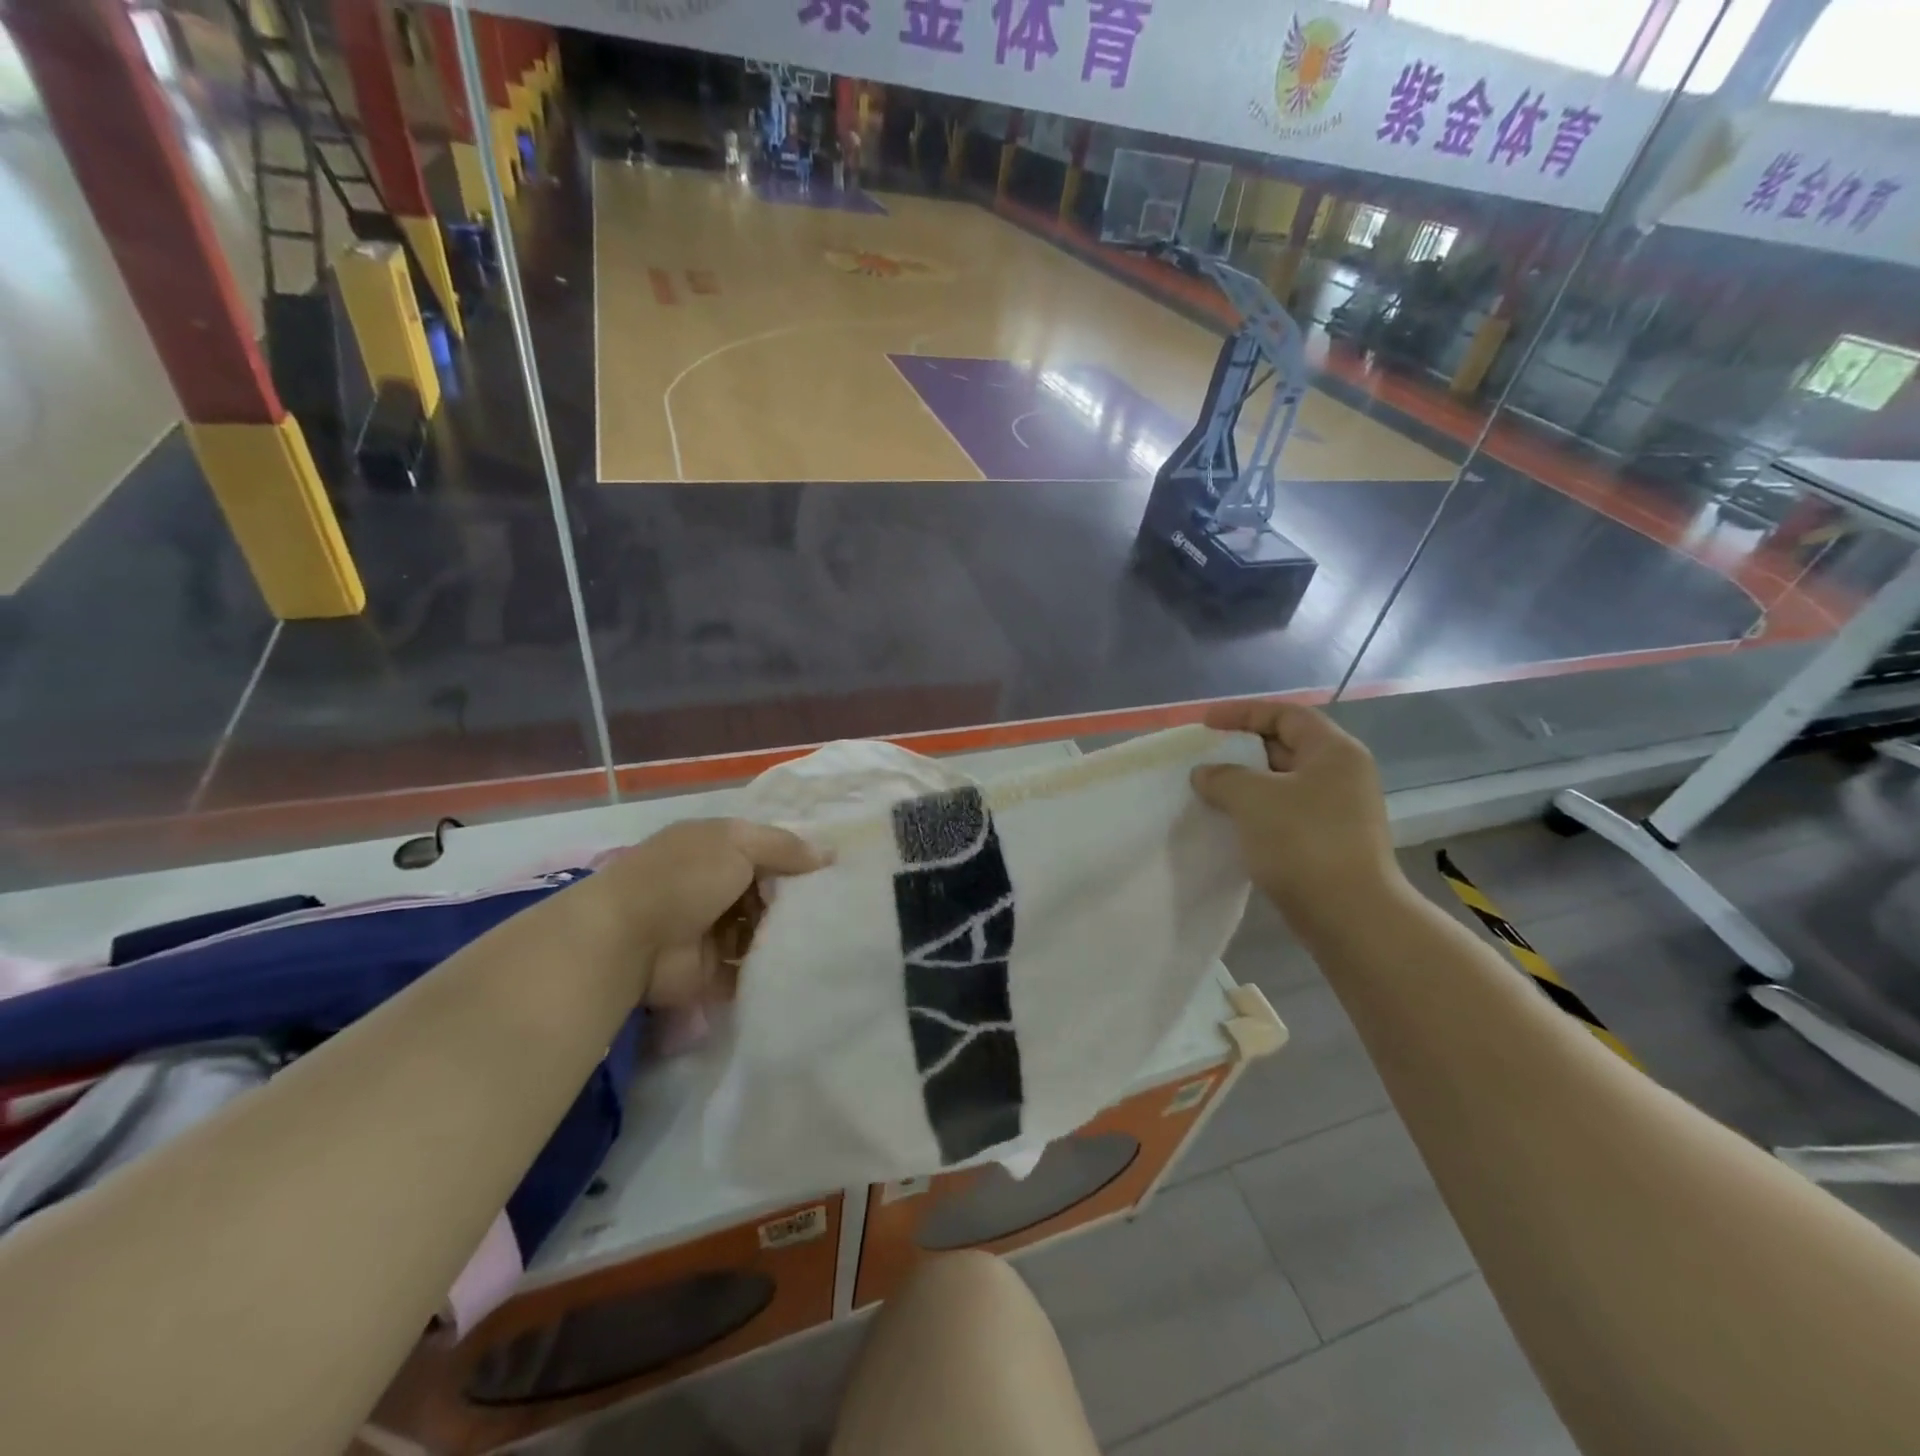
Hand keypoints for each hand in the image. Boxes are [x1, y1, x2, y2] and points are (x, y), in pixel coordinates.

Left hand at [563, 819, 830, 1005]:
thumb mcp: (739, 843)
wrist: (628, 938)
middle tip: (835, 911)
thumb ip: (785, 847)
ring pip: (761, 931)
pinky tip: (803, 966)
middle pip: (766, 893)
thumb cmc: (685, 877)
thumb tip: (829, 855)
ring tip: (825, 939)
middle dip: (795, 901)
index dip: (797, 860)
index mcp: (716, 849)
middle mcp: (714, 886)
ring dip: (785, 935)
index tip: (834, 873)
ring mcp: (711, 930)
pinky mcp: (711, 971)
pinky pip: (750, 968)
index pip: (766, 851)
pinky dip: (770, 969)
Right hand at [1191, 701, 1401, 925]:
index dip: (1243, 713)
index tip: (1205, 725)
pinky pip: (1287, 812)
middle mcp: (1342, 774)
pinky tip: (1231, 822)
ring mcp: (1339, 810)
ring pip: (1284, 783)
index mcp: (1333, 752)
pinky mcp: (1330, 841)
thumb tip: (1206, 774)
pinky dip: (1257, 810)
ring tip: (1209, 790)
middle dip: (1242, 749)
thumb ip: (1222, 776)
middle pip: (1286, 746)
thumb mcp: (1252, 798)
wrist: (1349, 915)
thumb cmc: (1302, 842)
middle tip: (1204, 757)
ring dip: (1246, 783)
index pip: (1286, 714)